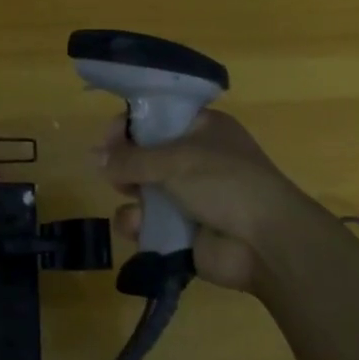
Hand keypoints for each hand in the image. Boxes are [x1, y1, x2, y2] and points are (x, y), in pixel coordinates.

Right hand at [94, 110, 320, 293]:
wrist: (266, 243)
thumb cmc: (225, 183)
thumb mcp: (174, 160)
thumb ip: (130, 158)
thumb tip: (93, 156)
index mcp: (203, 129)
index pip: (158, 117)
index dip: (131, 125)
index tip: (109, 138)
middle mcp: (196, 159)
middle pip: (146, 155)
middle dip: (125, 163)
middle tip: (111, 170)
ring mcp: (190, 196)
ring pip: (143, 190)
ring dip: (130, 194)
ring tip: (127, 196)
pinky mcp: (183, 231)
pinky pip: (148, 223)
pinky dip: (139, 224)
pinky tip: (137, 226)